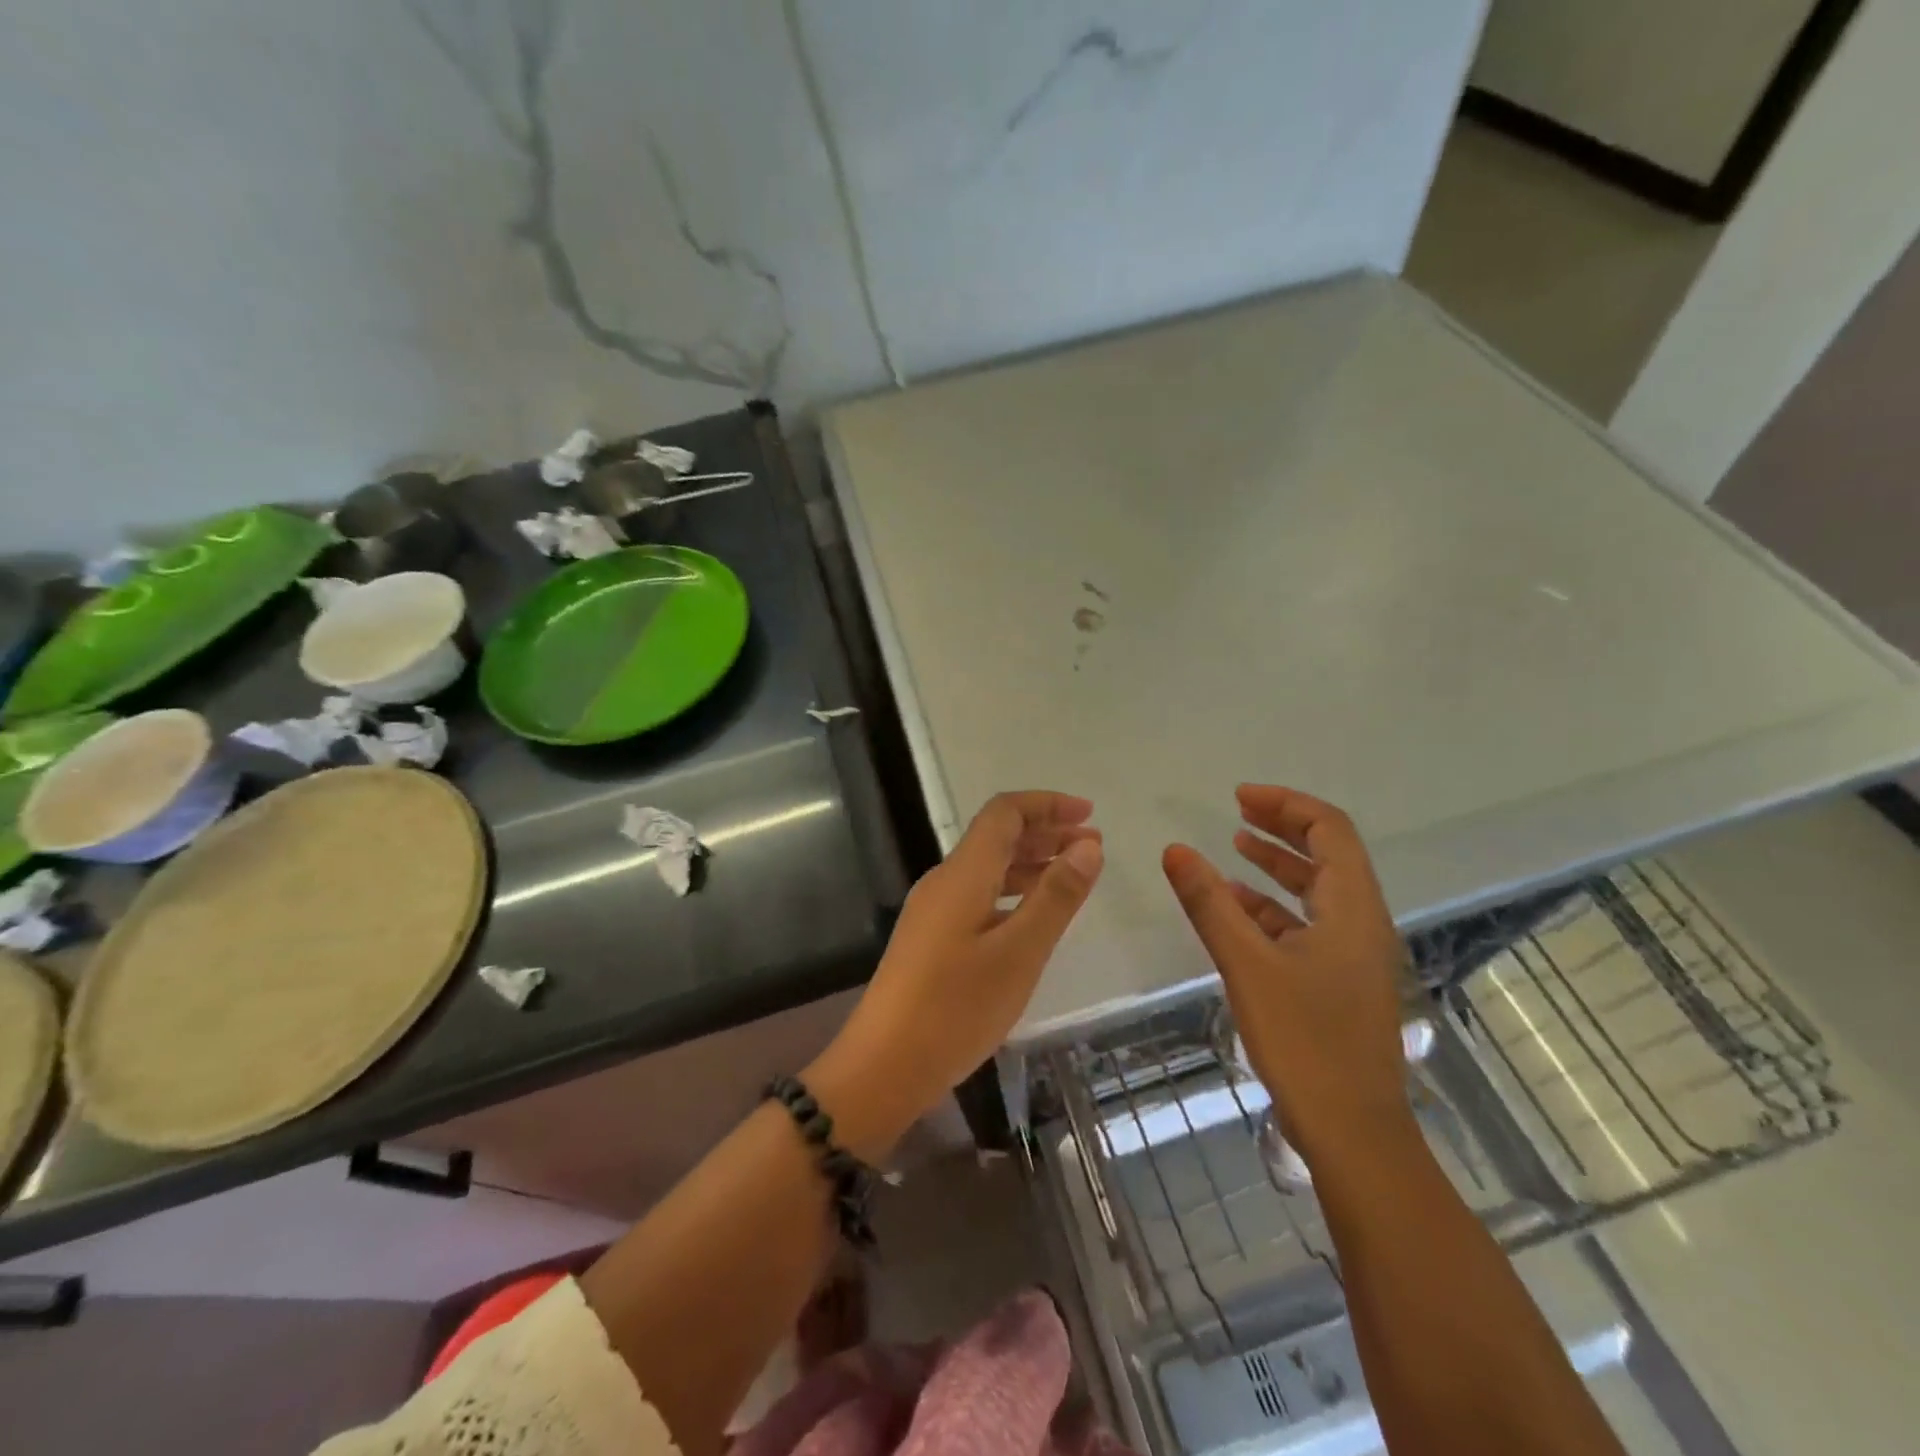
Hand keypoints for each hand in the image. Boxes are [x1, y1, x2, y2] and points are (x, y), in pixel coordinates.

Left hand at [812, 791, 1102, 1151]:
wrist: (884, 1066)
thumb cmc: (955, 1009)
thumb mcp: (1019, 953)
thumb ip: (1056, 897)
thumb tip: (1089, 845)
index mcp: (963, 874)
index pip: (1004, 813)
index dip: (1047, 804)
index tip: (1089, 814)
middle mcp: (945, 881)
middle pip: (996, 836)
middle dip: (1045, 832)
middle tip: (1092, 845)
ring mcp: (934, 911)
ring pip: (988, 868)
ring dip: (1031, 863)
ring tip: (1073, 875)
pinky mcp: (931, 938)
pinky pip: (979, 896)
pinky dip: (1013, 893)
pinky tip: (1033, 916)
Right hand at [1163, 785, 1412, 1166]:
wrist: (1353, 1132)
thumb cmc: (1305, 1041)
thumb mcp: (1247, 964)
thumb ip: (1209, 903)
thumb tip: (1175, 849)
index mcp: (1352, 908)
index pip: (1329, 829)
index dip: (1286, 805)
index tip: (1239, 798)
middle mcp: (1361, 922)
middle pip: (1328, 854)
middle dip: (1282, 827)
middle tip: (1238, 811)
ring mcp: (1353, 954)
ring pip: (1317, 890)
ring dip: (1278, 865)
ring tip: (1235, 847)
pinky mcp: (1339, 981)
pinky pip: (1308, 925)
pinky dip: (1274, 907)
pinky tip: (1238, 910)